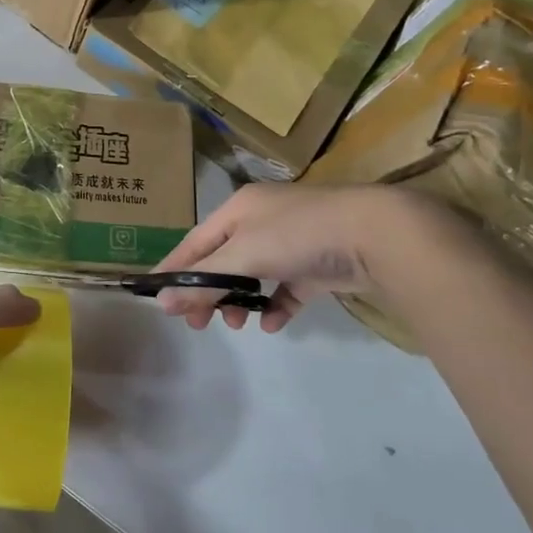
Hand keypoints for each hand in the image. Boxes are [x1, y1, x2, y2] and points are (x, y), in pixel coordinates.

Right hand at [155, 183, 391, 331]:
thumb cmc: (298, 234)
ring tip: (238, 324)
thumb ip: (204, 280)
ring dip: (240, 300)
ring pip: (253, 274)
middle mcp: (262, 220)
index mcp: (239, 208)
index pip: (196, 241)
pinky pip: (287, 287)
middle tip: (198, 323)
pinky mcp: (318, 263)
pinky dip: (276, 305)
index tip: (156, 296)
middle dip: (209, 292)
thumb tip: (163, 303)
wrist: (376, 234)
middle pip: (223, 260)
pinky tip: (273, 323)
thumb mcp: (243, 256)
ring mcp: (292, 241)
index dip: (175, 268)